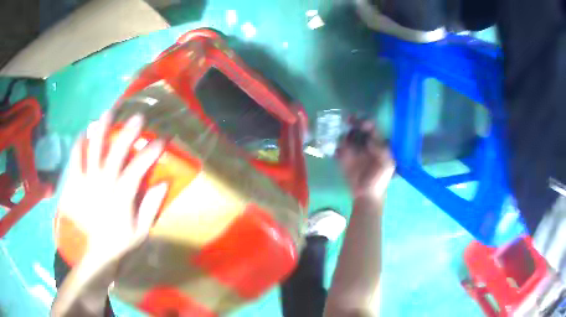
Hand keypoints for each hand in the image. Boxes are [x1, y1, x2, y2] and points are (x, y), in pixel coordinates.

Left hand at [57, 111, 166, 264]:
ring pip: (93, 151)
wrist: (96, 252)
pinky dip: (78, 146)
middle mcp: (103, 186)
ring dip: (101, 130)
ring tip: (108, 113)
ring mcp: (86, 183)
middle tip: (138, 117)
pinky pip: (75, 161)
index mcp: (120, 199)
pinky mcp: (75, 184)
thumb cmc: (121, 241)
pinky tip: (83, 134)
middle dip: (128, 133)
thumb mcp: (141, 231)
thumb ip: (151, 208)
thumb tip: (163, 183)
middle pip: (115, 154)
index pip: (137, 170)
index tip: (161, 140)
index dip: (149, 153)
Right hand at [335, 119, 394, 200]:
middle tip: (347, 120)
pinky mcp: (343, 158)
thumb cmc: (380, 180)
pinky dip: (336, 146)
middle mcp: (364, 144)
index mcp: (377, 144)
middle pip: (358, 129)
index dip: (367, 123)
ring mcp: (353, 151)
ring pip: (347, 136)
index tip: (361, 124)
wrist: (367, 195)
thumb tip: (370, 140)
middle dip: (353, 122)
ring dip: (344, 133)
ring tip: (341, 135)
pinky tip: (336, 148)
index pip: (372, 129)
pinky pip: (338, 148)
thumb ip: (382, 150)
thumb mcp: (387, 164)